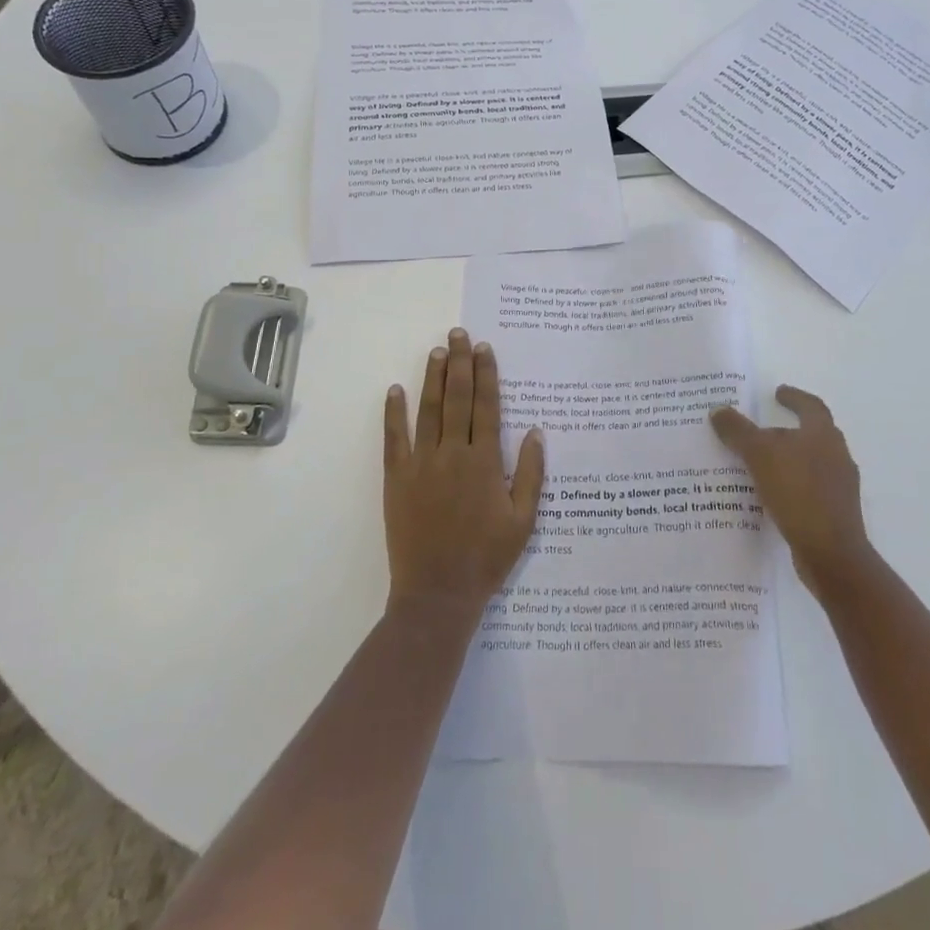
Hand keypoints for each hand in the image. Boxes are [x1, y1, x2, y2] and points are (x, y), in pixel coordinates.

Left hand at [383, 328, 545, 613]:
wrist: (438, 594)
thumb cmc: (486, 558)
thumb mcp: (523, 521)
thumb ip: (531, 474)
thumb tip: (536, 432)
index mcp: (485, 462)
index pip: (486, 406)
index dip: (486, 375)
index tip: (484, 349)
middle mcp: (453, 454)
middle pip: (457, 398)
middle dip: (459, 363)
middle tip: (459, 335)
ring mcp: (421, 464)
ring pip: (428, 410)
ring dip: (432, 378)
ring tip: (437, 351)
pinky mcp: (397, 479)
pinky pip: (394, 439)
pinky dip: (394, 413)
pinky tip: (395, 390)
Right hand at [710, 385, 871, 596]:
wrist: (832, 554)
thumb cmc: (798, 492)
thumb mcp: (759, 455)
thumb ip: (738, 431)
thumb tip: (718, 410)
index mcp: (823, 435)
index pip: (810, 406)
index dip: (793, 397)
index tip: (777, 393)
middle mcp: (837, 456)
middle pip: (811, 435)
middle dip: (786, 431)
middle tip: (760, 431)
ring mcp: (839, 487)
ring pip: (809, 463)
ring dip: (787, 460)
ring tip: (758, 465)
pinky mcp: (835, 513)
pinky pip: (808, 489)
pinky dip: (790, 485)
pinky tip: (769, 495)